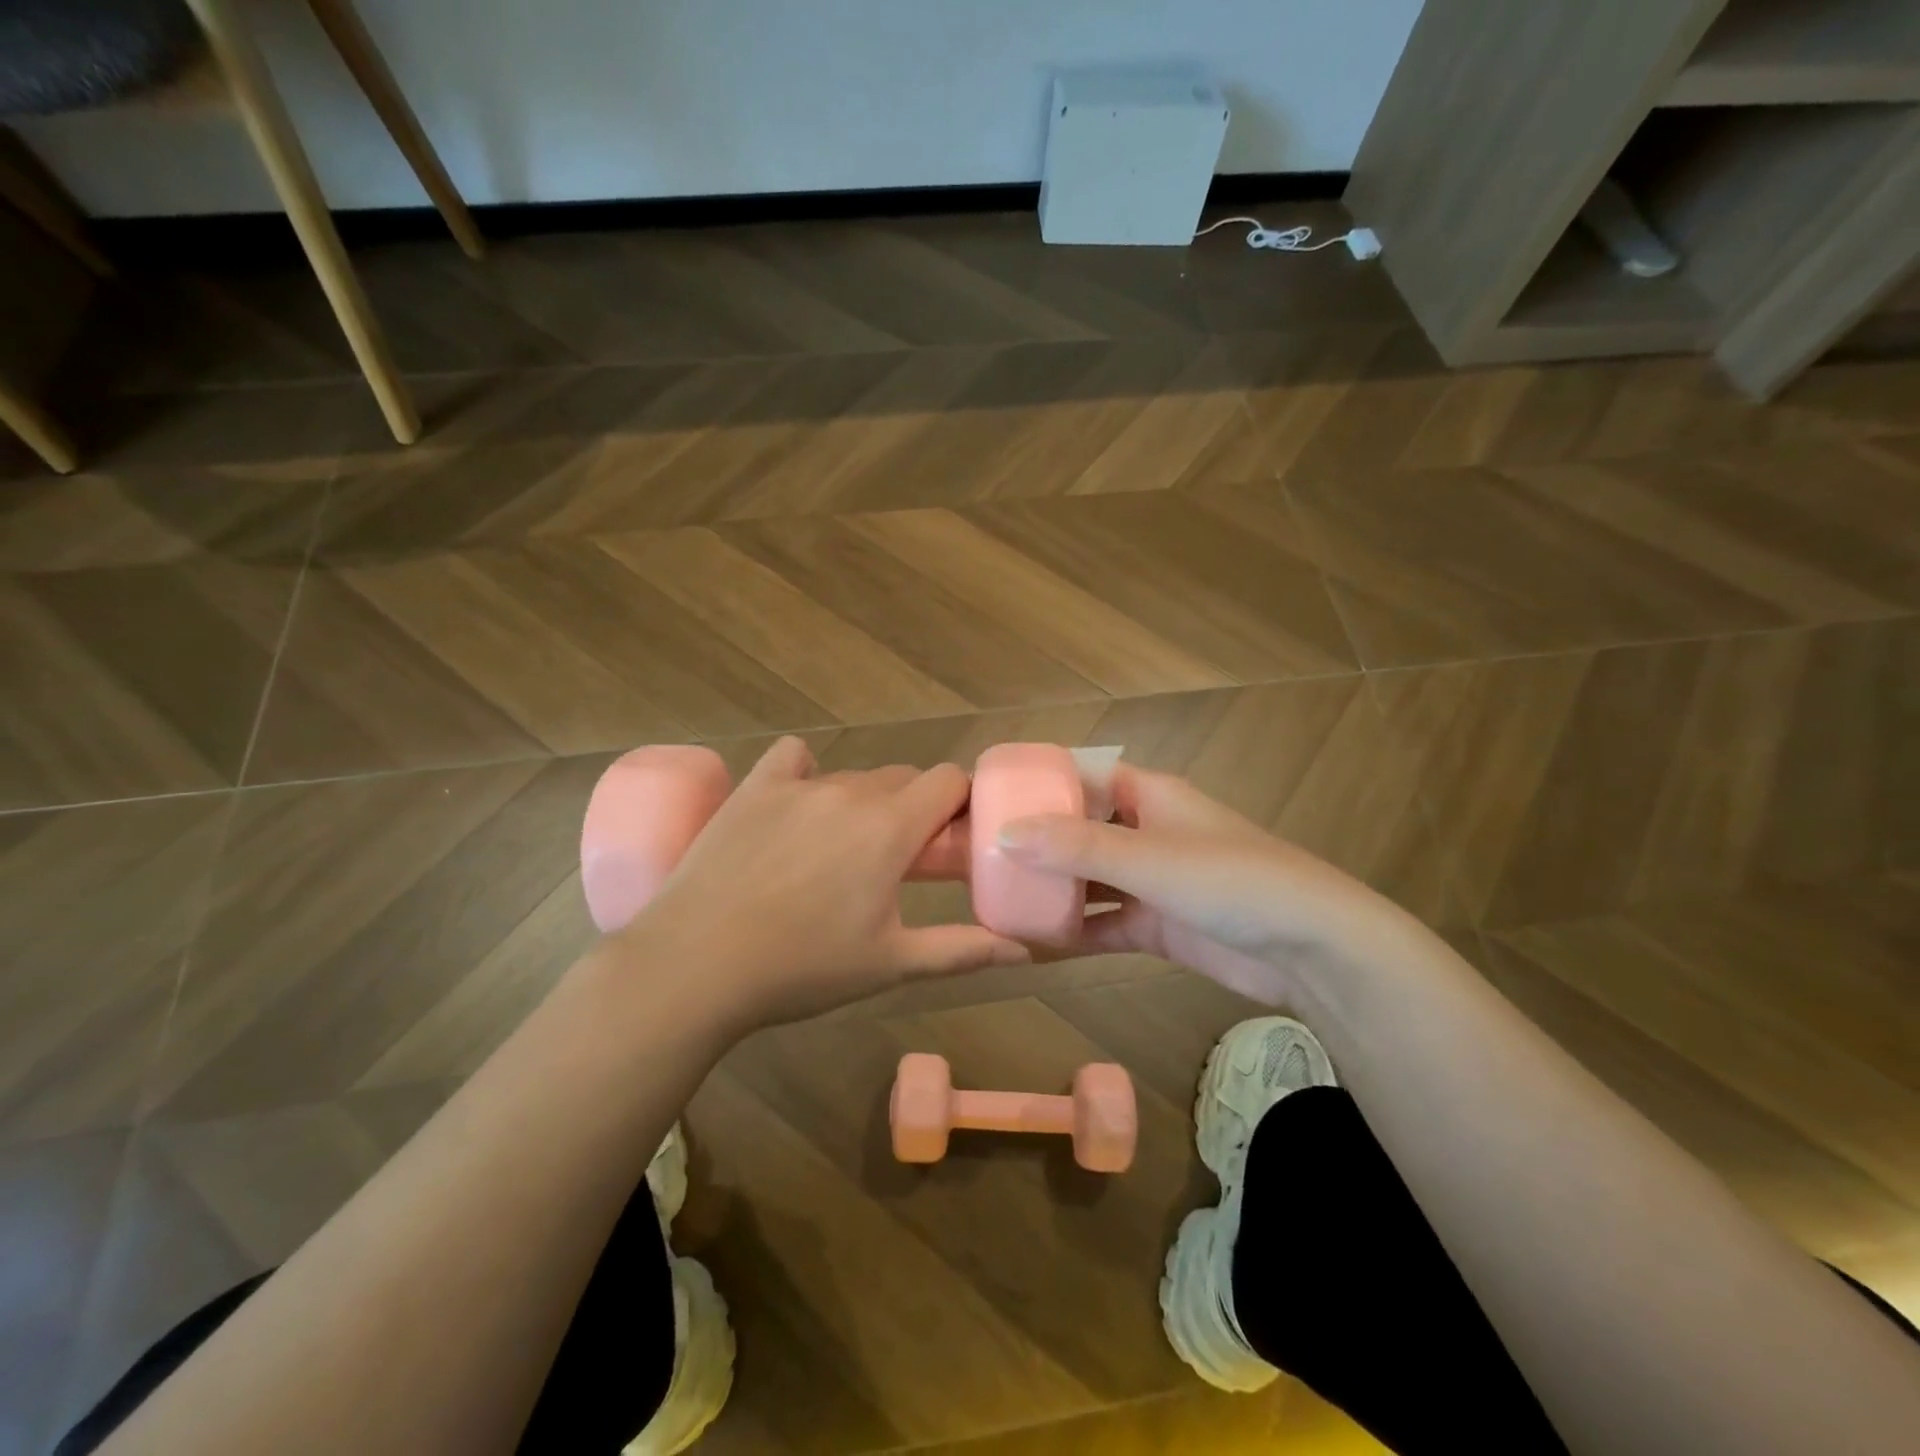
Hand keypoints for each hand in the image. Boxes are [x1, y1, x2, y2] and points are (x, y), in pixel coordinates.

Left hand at [618, 737, 1029, 1031]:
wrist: (695, 966)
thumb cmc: (802, 968)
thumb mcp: (891, 964)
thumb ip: (964, 950)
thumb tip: (1027, 951)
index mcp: (891, 828)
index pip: (949, 780)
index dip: (960, 804)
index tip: (951, 840)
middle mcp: (850, 791)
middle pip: (904, 778)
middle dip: (914, 809)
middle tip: (899, 859)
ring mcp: (798, 785)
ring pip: (853, 776)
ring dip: (865, 801)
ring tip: (842, 850)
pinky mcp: (753, 788)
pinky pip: (793, 758)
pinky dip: (806, 771)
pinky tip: (798, 804)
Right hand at [996, 764, 1412, 1004]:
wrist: (1312, 949)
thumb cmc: (1231, 880)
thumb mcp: (1148, 857)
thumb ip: (1076, 847)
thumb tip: (1004, 834)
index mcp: (1149, 796)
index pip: (1082, 778)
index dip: (1039, 786)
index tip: (990, 800)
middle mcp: (1147, 831)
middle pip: (1080, 830)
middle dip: (1037, 844)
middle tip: (982, 857)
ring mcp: (1153, 880)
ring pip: (1090, 879)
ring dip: (1053, 890)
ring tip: (998, 899)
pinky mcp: (1160, 925)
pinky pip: (1106, 922)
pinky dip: (1076, 931)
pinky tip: (1034, 944)